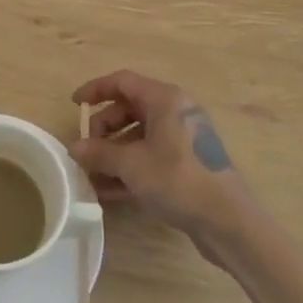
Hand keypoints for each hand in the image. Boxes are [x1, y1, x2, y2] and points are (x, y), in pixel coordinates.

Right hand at [70, 71, 251, 255]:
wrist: (228, 221)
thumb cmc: (178, 180)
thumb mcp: (131, 165)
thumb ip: (100, 153)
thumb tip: (74, 147)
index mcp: (165, 99)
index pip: (123, 81)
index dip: (95, 90)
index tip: (74, 105)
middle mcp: (176, 111)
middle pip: (130, 108)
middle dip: (104, 128)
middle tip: (86, 149)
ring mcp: (184, 138)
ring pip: (140, 135)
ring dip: (114, 152)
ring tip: (92, 174)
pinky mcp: (188, 163)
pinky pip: (151, 155)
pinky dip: (130, 166)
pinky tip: (110, 190)